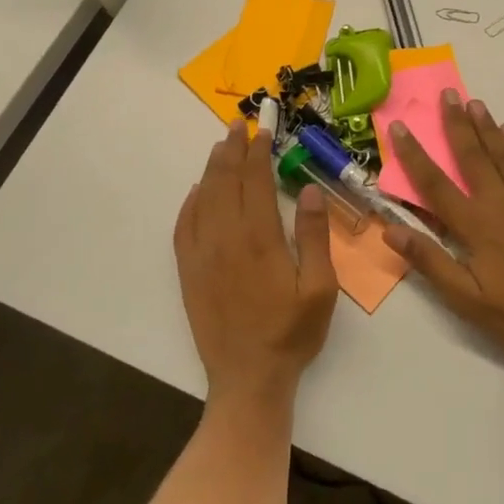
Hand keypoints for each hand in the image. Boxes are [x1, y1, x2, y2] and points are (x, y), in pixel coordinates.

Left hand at [174, 121, 338, 405]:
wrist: (248, 378)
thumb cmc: (291, 332)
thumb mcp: (320, 288)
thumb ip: (314, 236)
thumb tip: (307, 190)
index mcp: (260, 238)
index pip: (255, 181)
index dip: (258, 152)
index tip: (261, 130)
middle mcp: (225, 238)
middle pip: (225, 181)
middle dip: (232, 149)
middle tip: (238, 125)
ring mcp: (202, 254)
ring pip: (203, 198)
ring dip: (212, 168)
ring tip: (221, 147)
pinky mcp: (188, 271)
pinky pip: (184, 226)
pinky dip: (190, 202)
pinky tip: (198, 191)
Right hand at [384, 91, 503, 379]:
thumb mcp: (466, 299)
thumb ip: (430, 261)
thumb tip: (391, 230)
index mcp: (474, 225)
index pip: (435, 182)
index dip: (414, 154)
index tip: (399, 126)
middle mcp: (500, 202)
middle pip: (472, 155)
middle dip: (456, 124)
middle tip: (446, 94)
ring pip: (503, 153)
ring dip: (487, 126)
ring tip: (474, 102)